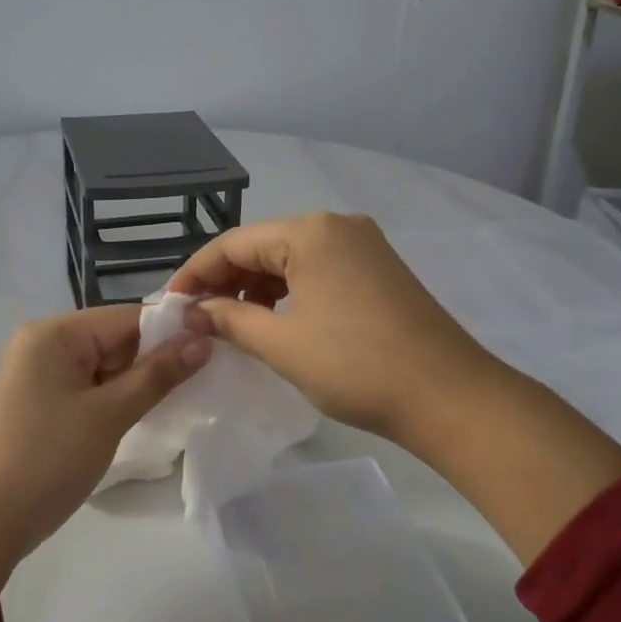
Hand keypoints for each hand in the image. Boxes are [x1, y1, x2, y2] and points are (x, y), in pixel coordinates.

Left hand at [0, 305, 209, 587]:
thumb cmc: (47, 459)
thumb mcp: (109, 414)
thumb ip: (158, 374)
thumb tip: (204, 341)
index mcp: (53, 334)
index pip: (125, 318)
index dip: (170, 332)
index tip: (212, 349)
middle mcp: (41, 344)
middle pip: (113, 339)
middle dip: (152, 361)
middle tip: (199, 382)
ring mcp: (36, 375)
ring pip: (103, 367)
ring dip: (134, 384)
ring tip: (175, 402)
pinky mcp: (37, 403)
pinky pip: (86, 388)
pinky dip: (112, 400)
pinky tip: (138, 417)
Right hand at [169, 212, 620, 559]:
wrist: (450, 396)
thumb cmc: (356, 365)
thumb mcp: (282, 344)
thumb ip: (230, 320)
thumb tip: (194, 311)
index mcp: (310, 231)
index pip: (234, 243)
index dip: (196, 274)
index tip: (170, 306)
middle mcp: (337, 225)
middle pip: (263, 246)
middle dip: (227, 281)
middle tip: (198, 319)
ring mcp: (364, 246)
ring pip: (292, 258)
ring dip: (258, 288)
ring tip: (235, 325)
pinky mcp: (380, 269)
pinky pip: (319, 269)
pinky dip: (291, 292)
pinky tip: (278, 321)